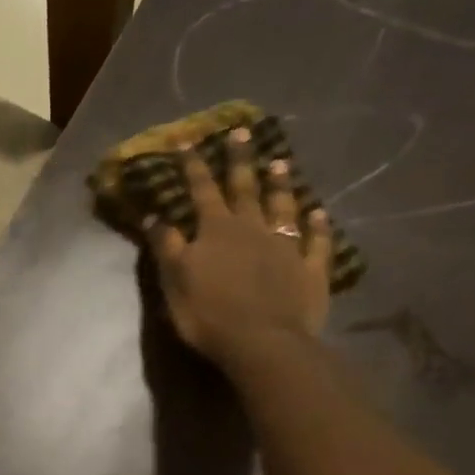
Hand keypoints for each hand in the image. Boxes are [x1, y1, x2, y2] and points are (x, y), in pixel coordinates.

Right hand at [148, 126, 333, 367]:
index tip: (187, 141)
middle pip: (245, 189)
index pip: (202, 191)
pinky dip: (318, 225)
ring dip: (280, 185)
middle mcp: (252, 229)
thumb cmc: (208, 313)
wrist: (262, 342)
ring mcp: (286, 247)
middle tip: (242, 132)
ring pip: (283, 207)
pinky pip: (316, 241)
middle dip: (240, 161)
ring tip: (280, 163)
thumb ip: (167, 246)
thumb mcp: (174, 280)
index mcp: (216, 231)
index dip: (193, 166)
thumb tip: (156, 216)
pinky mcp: (310, 269)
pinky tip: (319, 212)